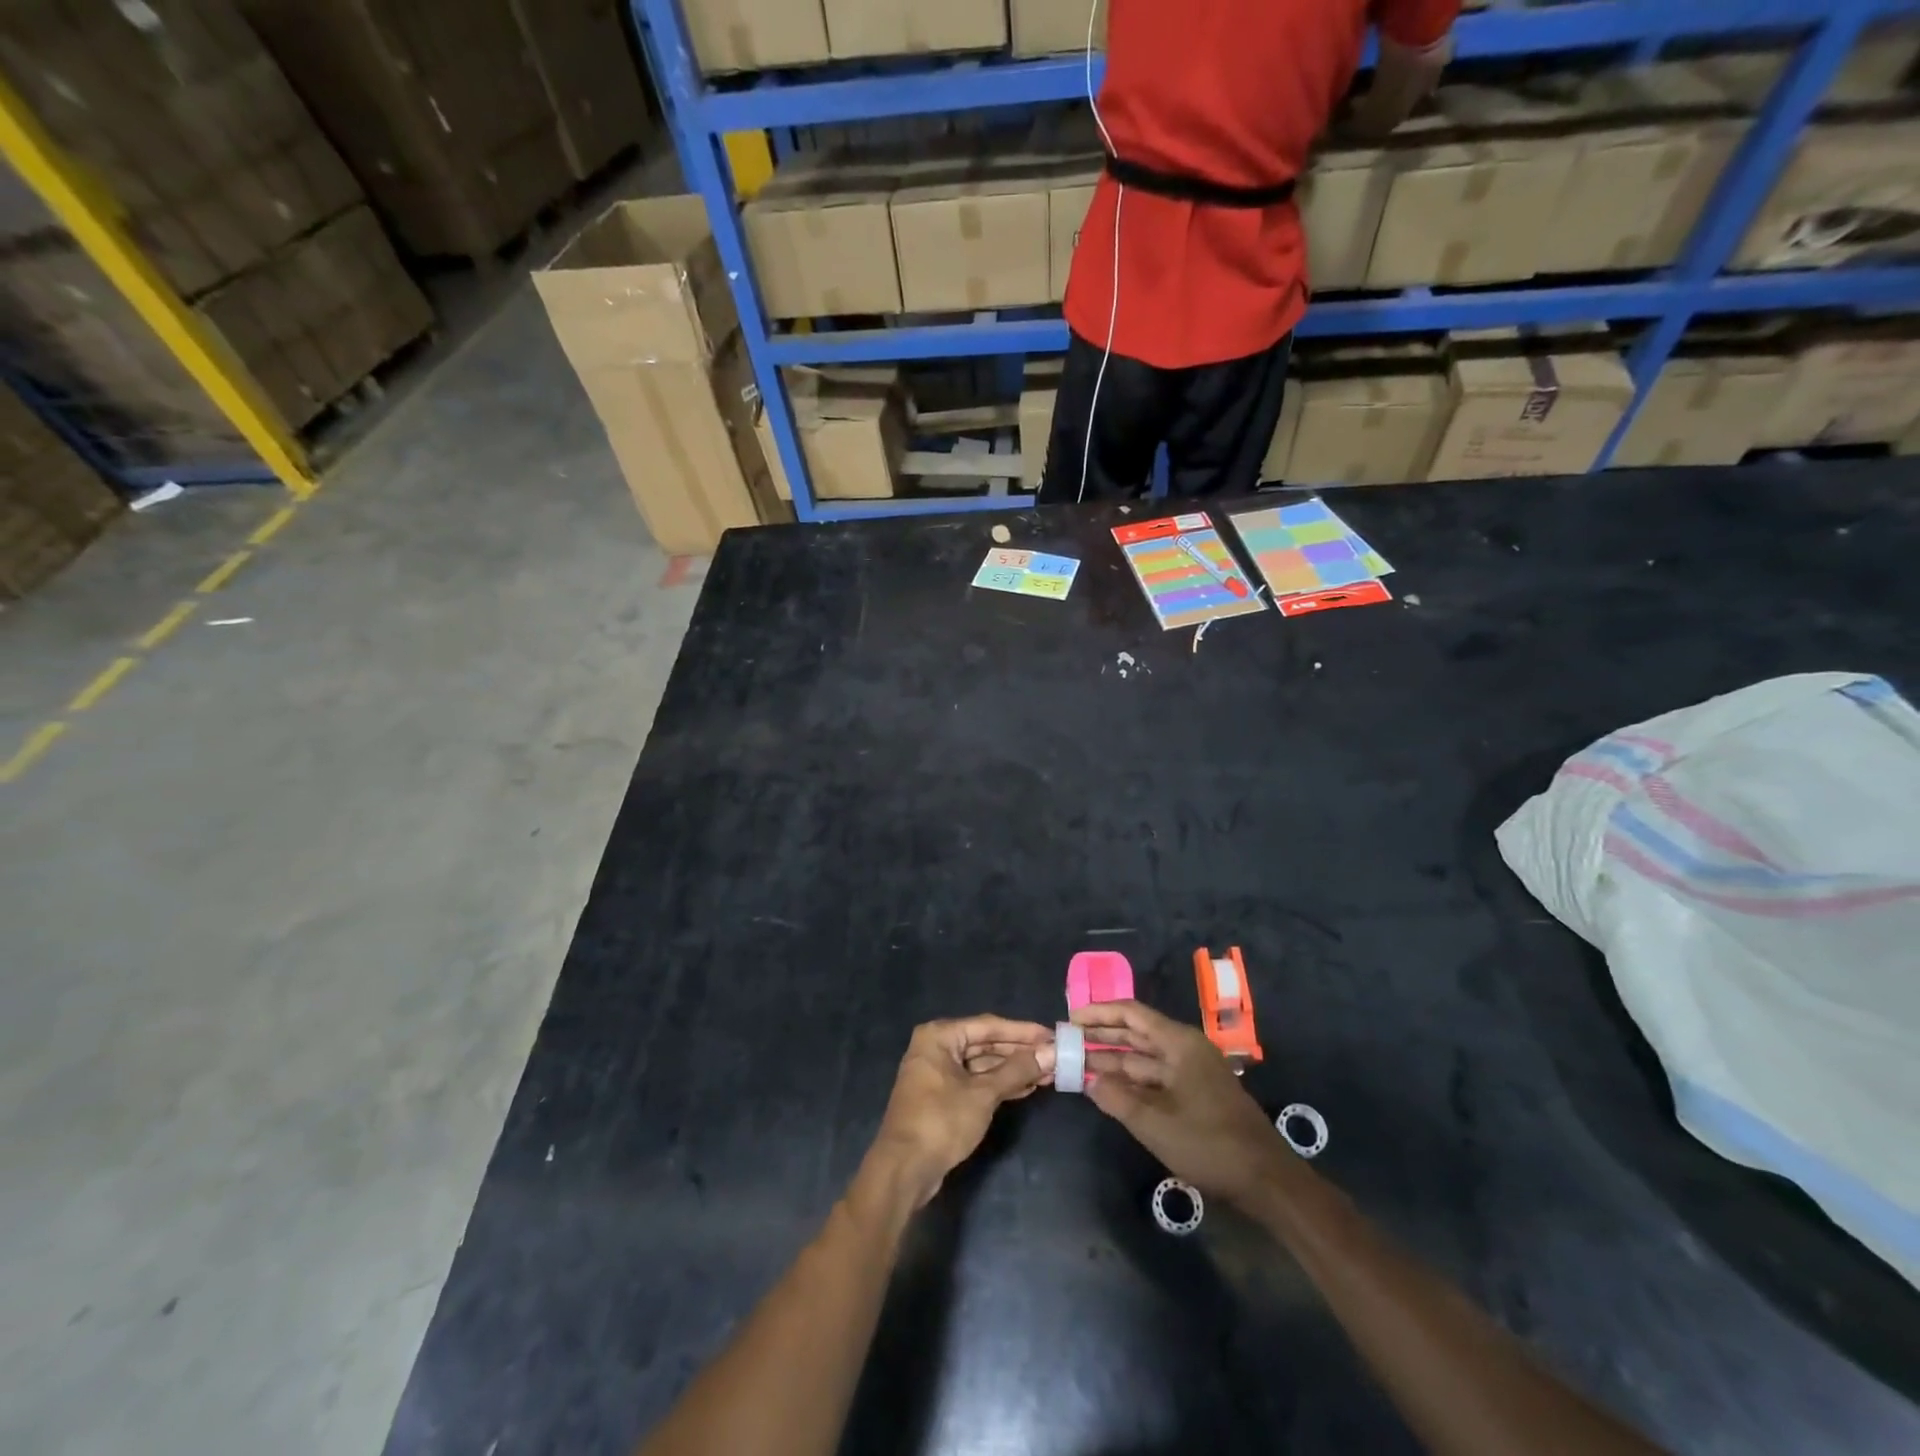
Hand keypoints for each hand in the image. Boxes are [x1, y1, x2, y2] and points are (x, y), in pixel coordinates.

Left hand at [864, 1015, 1052, 1208]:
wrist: (904, 1170)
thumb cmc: (941, 1121)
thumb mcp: (983, 1094)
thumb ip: (1017, 1070)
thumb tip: (1051, 1053)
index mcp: (940, 1036)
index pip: (988, 1025)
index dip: (1022, 1031)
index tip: (1051, 1035)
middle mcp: (936, 1047)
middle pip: (985, 1043)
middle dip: (1019, 1052)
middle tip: (1053, 1056)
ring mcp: (938, 1073)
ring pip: (982, 1064)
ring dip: (1012, 1070)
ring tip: (1047, 1074)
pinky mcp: (942, 1097)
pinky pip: (975, 1082)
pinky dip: (998, 1084)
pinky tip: (1025, 1088)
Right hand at [1075, 1000, 1286, 1206]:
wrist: (1267, 1181)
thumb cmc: (1210, 1144)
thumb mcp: (1155, 1124)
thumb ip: (1117, 1099)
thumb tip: (1088, 1079)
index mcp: (1179, 1043)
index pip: (1132, 1013)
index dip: (1099, 1013)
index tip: (1070, 1020)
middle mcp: (1185, 1049)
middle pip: (1136, 1032)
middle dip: (1102, 1035)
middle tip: (1068, 1040)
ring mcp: (1191, 1071)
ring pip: (1144, 1057)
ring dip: (1113, 1060)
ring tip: (1079, 1062)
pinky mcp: (1195, 1093)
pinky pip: (1155, 1077)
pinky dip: (1131, 1080)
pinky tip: (1108, 1087)